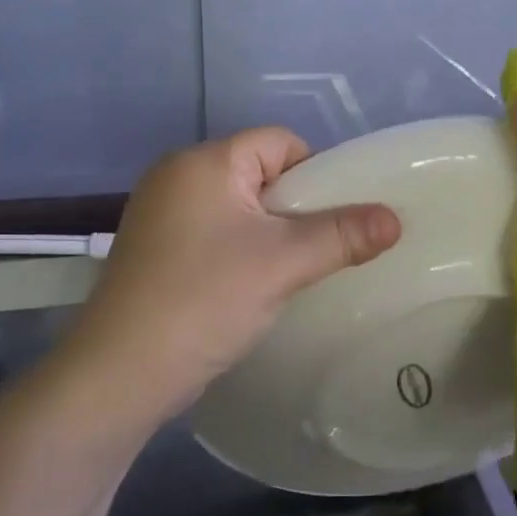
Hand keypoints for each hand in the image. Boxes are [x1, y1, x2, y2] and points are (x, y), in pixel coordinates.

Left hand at [64, 128, 400, 423]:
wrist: (121, 373)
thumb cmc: (205, 300)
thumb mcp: (283, 263)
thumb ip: (343, 235)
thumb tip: (395, 218)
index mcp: (205, 162)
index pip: (279, 142)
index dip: (316, 174)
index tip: (335, 220)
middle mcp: (176, 175)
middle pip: (259, 173)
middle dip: (295, 208)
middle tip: (317, 250)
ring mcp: (159, 214)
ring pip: (238, 208)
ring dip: (269, 234)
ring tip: (289, 273)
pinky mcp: (153, 249)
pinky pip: (214, 233)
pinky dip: (240, 251)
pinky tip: (251, 287)